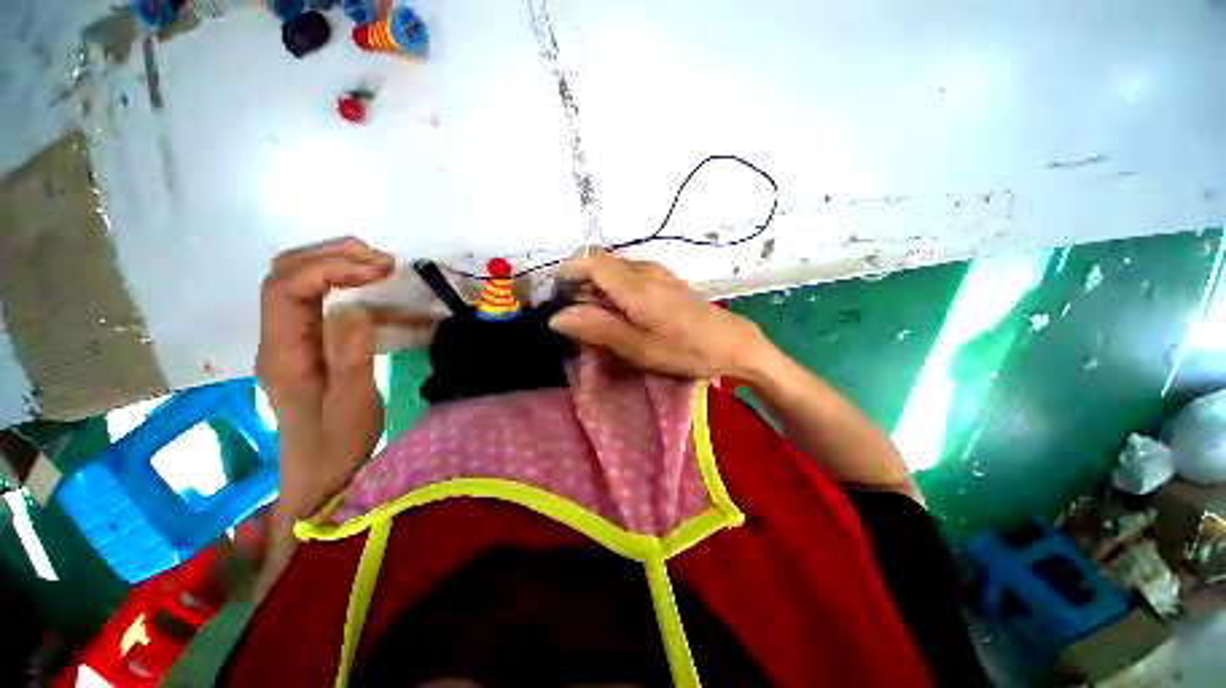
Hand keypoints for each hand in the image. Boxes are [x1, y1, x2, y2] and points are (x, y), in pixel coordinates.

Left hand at [256, 237, 393, 519]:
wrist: (322, 472)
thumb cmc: (338, 442)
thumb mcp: (352, 403)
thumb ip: (350, 355)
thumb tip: (356, 308)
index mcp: (281, 352)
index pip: (285, 288)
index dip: (329, 268)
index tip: (378, 271)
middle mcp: (277, 338)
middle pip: (284, 275)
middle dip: (331, 256)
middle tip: (381, 259)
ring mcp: (289, 339)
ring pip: (296, 282)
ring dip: (334, 263)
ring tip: (378, 263)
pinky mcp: (306, 344)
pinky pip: (314, 299)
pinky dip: (341, 281)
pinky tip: (368, 283)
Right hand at [549, 248, 768, 378]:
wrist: (732, 342)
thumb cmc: (685, 350)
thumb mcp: (638, 347)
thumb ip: (597, 328)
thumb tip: (557, 317)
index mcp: (635, 286)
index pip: (590, 261)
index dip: (567, 274)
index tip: (556, 298)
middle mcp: (644, 270)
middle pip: (599, 262)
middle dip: (580, 283)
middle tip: (574, 315)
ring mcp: (657, 271)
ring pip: (613, 268)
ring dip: (597, 287)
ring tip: (594, 317)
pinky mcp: (664, 279)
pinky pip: (628, 274)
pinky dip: (614, 288)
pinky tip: (619, 312)